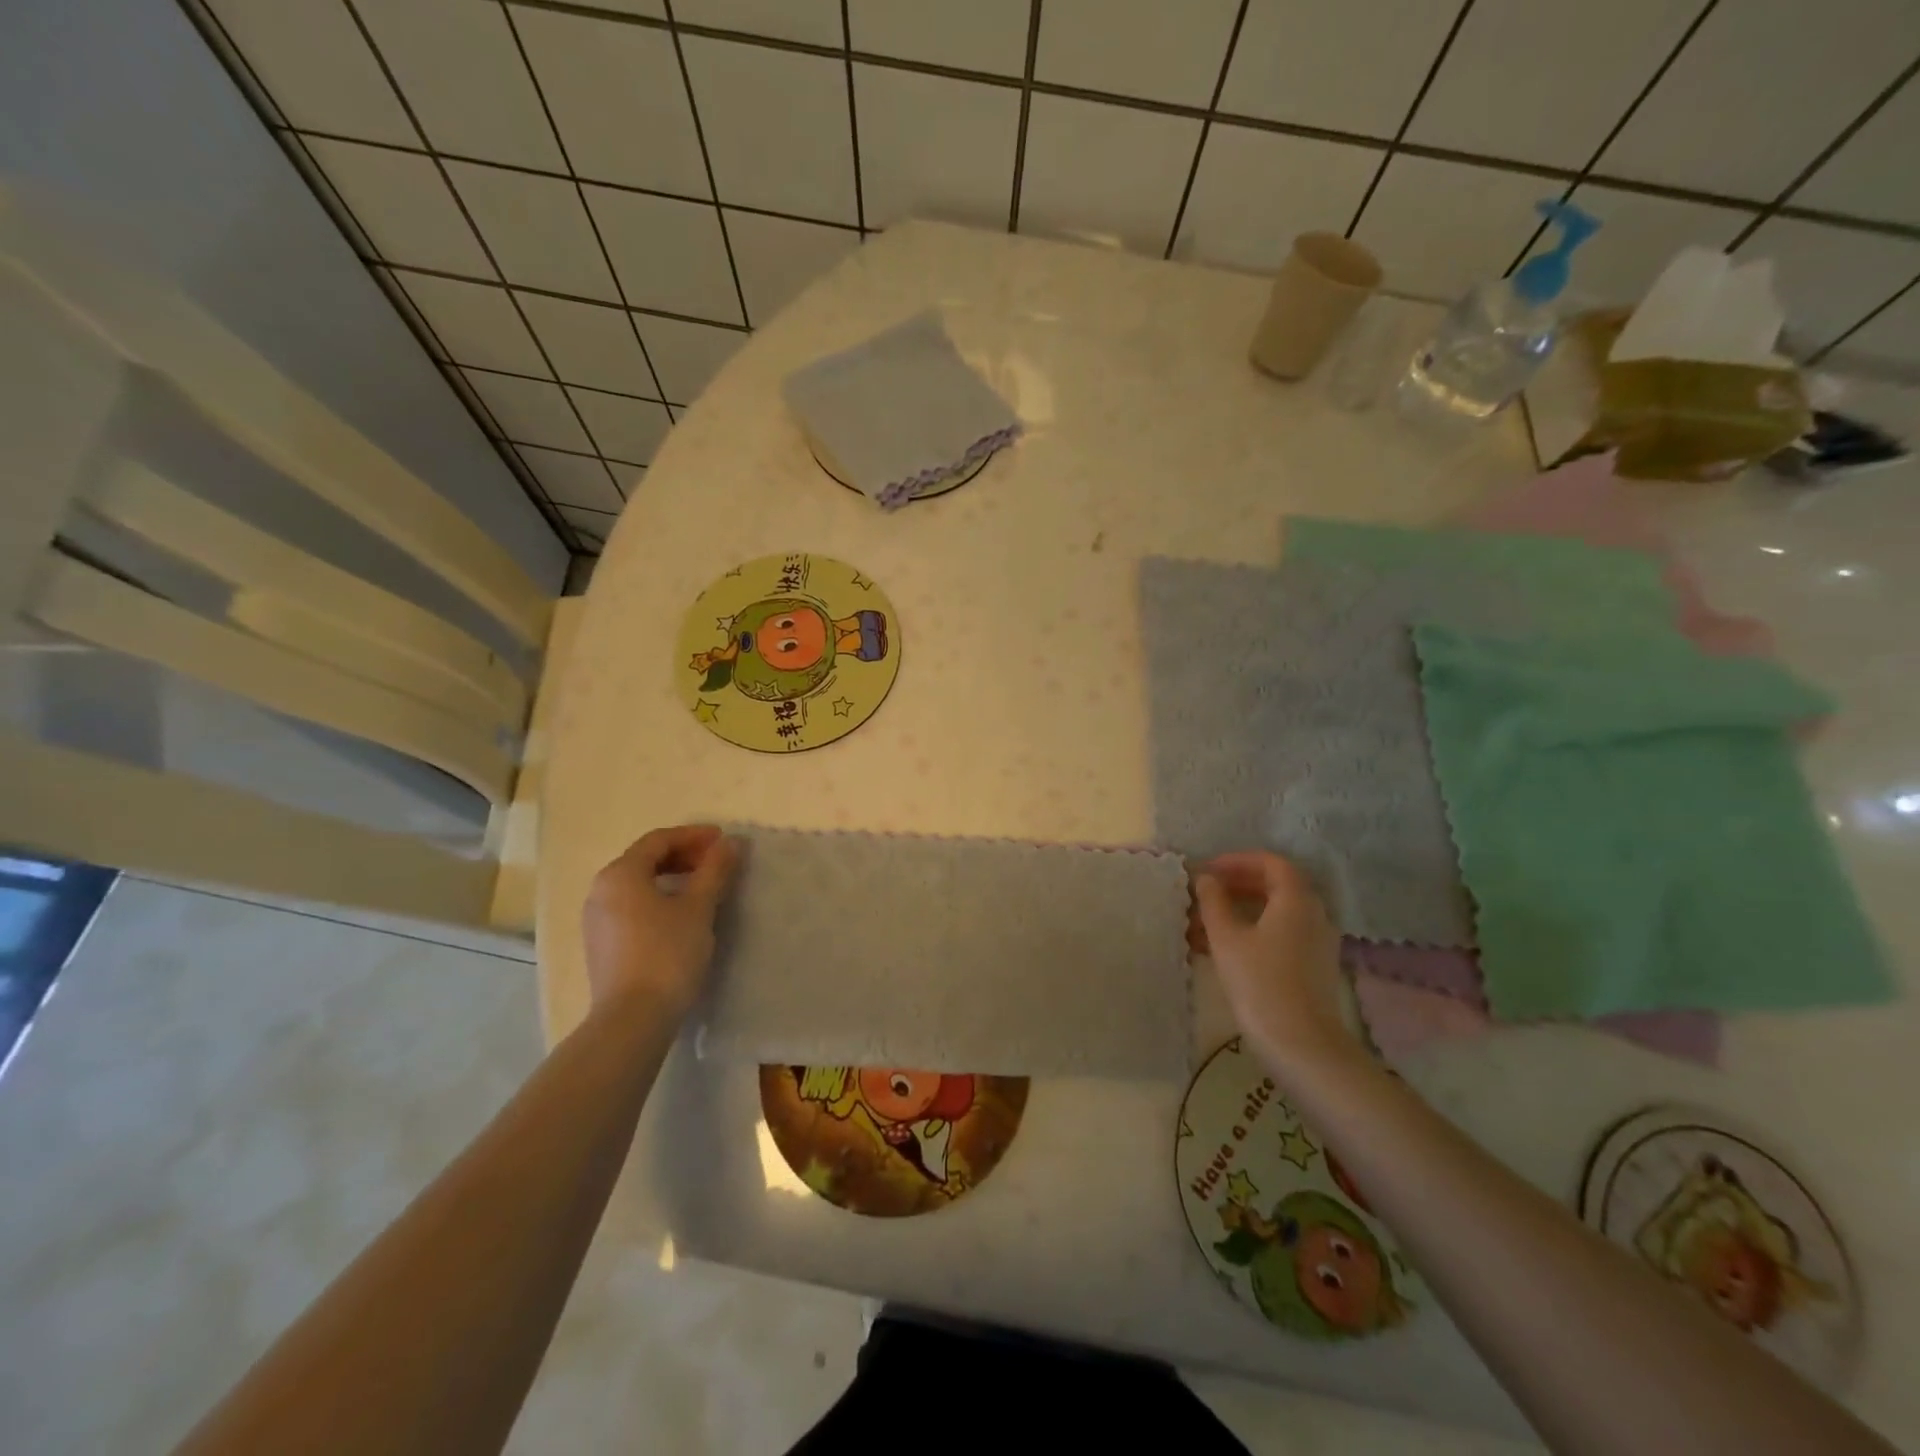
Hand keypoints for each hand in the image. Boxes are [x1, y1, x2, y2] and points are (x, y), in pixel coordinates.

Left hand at [581, 825, 737, 1019]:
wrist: (633, 1018)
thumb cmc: (667, 953)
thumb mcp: (699, 907)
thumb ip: (715, 870)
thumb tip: (730, 843)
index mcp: (620, 874)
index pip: (659, 840)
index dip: (693, 836)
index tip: (723, 840)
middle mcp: (601, 890)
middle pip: (645, 859)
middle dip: (683, 855)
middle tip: (716, 862)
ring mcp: (596, 919)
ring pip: (638, 884)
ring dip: (671, 877)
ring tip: (703, 886)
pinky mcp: (601, 945)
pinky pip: (631, 906)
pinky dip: (658, 899)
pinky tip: (680, 914)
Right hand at [1193, 851, 1359, 1069]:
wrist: (1300, 1044)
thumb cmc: (1259, 982)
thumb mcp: (1226, 938)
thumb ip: (1214, 902)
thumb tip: (1207, 879)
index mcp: (1297, 900)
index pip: (1271, 863)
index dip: (1238, 861)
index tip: (1208, 870)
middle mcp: (1314, 915)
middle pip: (1277, 886)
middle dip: (1238, 885)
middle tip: (1206, 892)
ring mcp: (1317, 942)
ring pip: (1277, 913)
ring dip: (1243, 910)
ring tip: (1205, 923)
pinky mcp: (1313, 967)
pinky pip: (1282, 935)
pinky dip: (1254, 932)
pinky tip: (1223, 948)